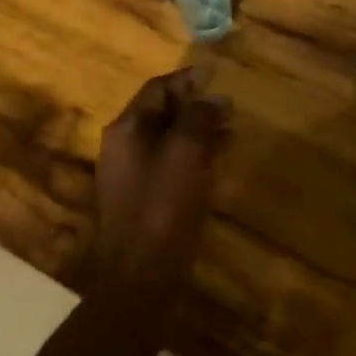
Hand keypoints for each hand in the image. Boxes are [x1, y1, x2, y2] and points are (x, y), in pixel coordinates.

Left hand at [93, 64, 231, 298]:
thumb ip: (198, 118)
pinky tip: (217, 161)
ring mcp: (131, 176)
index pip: (157, 89)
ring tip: (231, 130)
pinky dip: (193, 156)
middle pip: (161, 113)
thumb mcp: (185, 154)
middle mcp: (123, 147)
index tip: (216, 74)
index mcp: (126, 130)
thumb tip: (212, 97)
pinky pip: (170, 165)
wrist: (140, 280)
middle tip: (229, 106)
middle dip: (195, 106)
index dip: (187, 79)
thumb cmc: (162, 208)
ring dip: (198, 131)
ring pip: (168, 140)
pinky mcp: (143, 201)